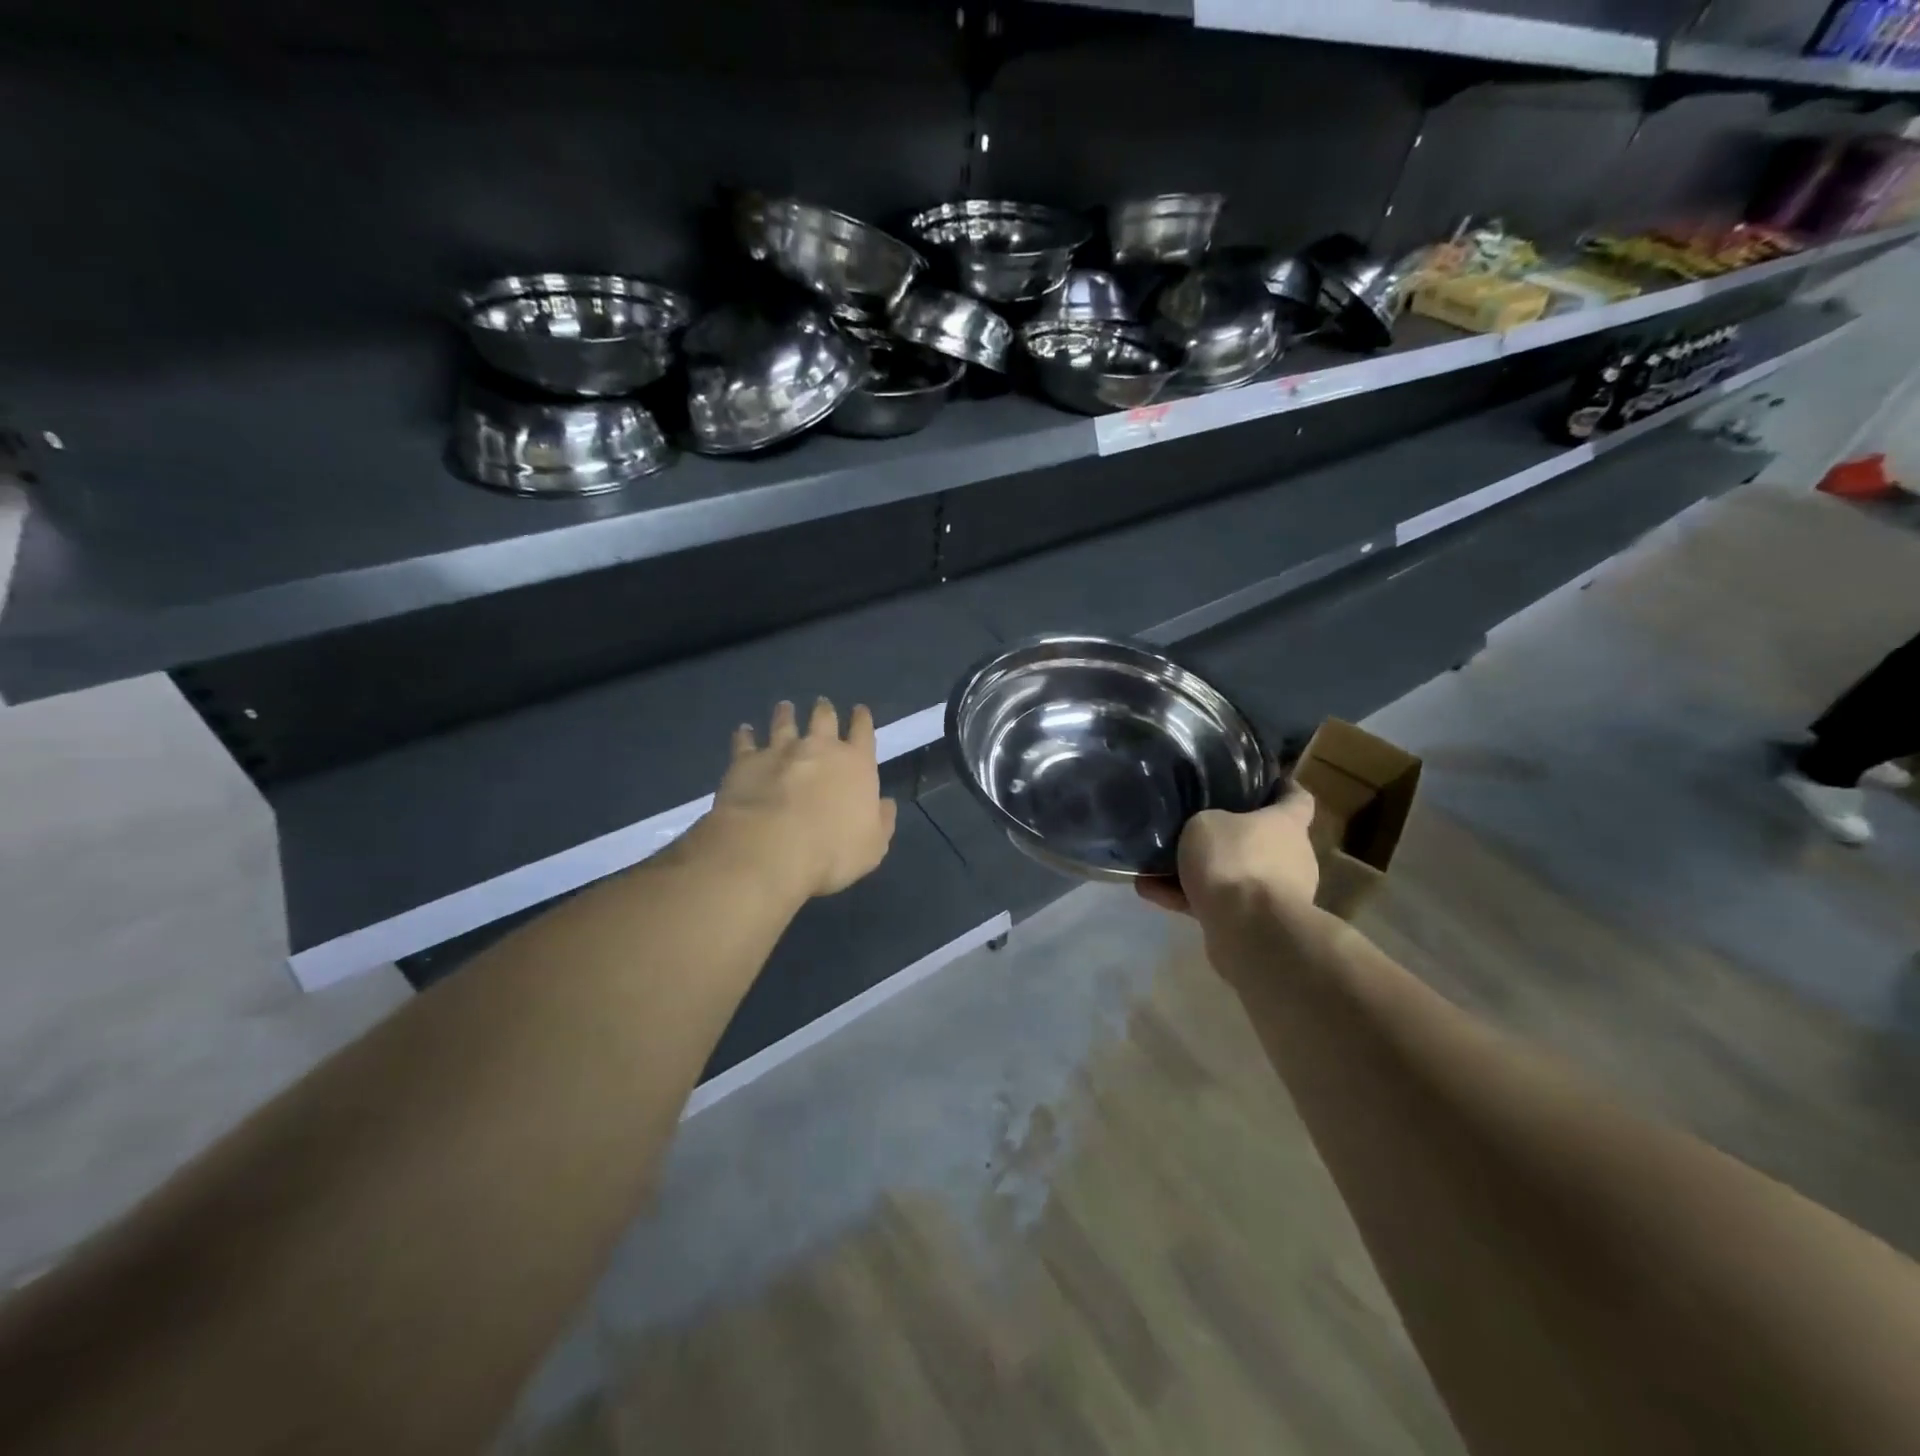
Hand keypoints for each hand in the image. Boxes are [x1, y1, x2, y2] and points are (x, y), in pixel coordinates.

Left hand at [708, 698, 897, 899]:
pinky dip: (745, 735)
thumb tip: (886, 803)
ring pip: (784, 723)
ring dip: (785, 714)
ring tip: (785, 707)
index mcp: (856, 764)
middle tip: (822, 703)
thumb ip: (882, 821)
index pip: (863, 732)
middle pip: (823, 719)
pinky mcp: (746, 762)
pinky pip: (745, 742)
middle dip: (825, 710)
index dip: (862, 720)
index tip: (859, 710)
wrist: (771, 849)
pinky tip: (744, 730)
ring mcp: (780, 751)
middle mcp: (819, 748)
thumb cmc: (832, 851)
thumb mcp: (873, 846)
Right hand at [1136, 790, 1320, 921]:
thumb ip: (1204, 822)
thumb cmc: (1234, 861)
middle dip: (1229, 837)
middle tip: (1191, 828)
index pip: (1297, 798)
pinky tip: (1150, 892)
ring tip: (1155, 867)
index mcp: (1287, 824)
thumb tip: (1204, 828)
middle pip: (1261, 839)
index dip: (1281, 787)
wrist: (1249, 930)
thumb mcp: (1204, 824)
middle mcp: (1290, 857)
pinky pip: (1217, 903)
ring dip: (1200, 872)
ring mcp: (1276, 894)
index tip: (1262, 781)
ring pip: (1233, 875)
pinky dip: (1187, 898)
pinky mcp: (1255, 923)